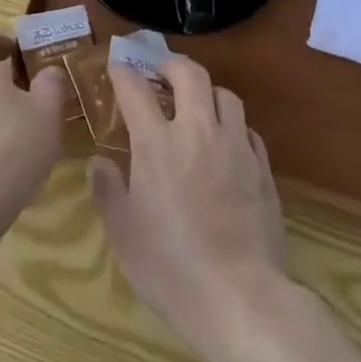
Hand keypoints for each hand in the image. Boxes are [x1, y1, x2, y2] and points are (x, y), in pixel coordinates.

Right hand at [88, 55, 288, 358]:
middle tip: (160, 71)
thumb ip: (108, 190)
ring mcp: (235, 147)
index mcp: (157, 143)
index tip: (116, 66)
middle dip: (171, 63)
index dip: (123, 72)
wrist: (239, 298)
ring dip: (207, 91)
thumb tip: (98, 162)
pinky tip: (227, 143)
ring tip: (197, 104)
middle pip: (190, 75)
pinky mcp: (262, 169)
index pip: (136, 90)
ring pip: (226, 95)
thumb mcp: (123, 233)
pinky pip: (248, 130)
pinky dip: (233, 126)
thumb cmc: (169, 266)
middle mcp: (197, 132)